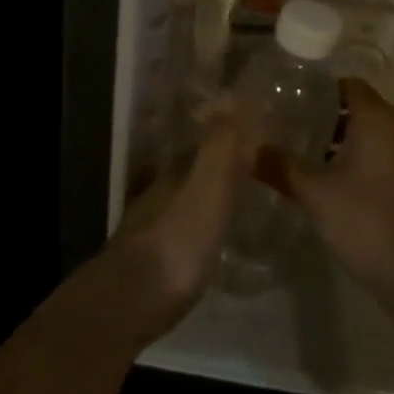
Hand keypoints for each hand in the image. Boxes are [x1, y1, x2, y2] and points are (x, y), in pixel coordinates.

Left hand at [109, 109, 246, 332]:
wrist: (133, 298)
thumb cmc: (178, 239)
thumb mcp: (208, 188)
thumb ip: (220, 146)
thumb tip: (230, 95)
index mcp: (177, 171)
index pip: (207, 142)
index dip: (232, 137)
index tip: (260, 136)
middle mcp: (162, 190)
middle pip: (195, 169)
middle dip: (222, 164)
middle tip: (257, 168)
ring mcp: (154, 223)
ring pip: (187, 197)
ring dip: (211, 194)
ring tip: (242, 200)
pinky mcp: (154, 256)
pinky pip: (184, 227)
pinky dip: (201, 223)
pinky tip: (214, 236)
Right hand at [290, 79, 393, 298]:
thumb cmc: (363, 219)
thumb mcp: (313, 192)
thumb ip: (281, 166)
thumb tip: (250, 151)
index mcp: (379, 120)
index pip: (351, 86)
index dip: (323, 91)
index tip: (297, 104)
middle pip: (365, 111)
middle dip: (333, 120)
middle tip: (299, 133)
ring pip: (380, 139)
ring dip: (352, 145)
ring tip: (317, 163)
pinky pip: (392, 161)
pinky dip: (370, 165)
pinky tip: (346, 189)